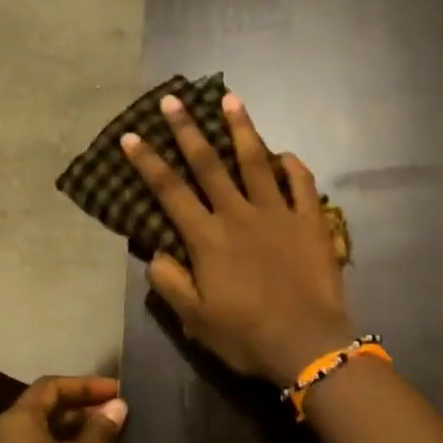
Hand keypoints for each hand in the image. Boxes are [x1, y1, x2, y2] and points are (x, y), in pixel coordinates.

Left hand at [0, 376, 126, 442]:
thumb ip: (103, 427)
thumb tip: (115, 406)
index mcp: (13, 425)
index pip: (49, 387)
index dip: (86, 385)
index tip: (118, 391)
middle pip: (42, 412)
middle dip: (81, 410)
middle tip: (117, 415)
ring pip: (40, 442)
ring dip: (74, 436)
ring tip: (109, 441)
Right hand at [121, 93, 356, 385]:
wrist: (307, 344)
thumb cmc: (246, 335)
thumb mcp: (195, 318)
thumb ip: (170, 282)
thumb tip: (156, 253)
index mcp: (207, 238)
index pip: (170, 191)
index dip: (148, 162)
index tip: (131, 135)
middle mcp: (239, 214)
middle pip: (209, 164)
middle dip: (187, 130)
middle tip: (173, 99)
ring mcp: (278, 213)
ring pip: (256, 161)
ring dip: (241, 128)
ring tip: (230, 99)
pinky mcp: (310, 221)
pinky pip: (302, 184)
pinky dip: (292, 165)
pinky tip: (284, 154)